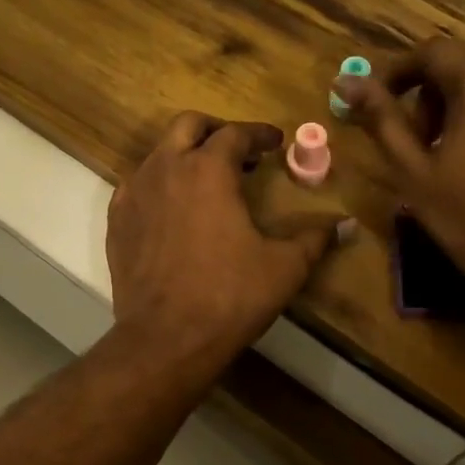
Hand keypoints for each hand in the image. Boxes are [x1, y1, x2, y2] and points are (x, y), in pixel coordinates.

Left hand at [107, 113, 349, 369]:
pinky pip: (138, 185)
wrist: (165, 339)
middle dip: (216, 130)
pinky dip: (160, 184)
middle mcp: (166, 169)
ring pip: (159, 153)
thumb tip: (348, 225)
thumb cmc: (230, 296)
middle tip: (239, 151)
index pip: (235, 134)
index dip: (259, 134)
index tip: (275, 142)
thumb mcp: (284, 267)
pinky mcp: (116, 221)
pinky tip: (174, 210)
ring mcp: (135, 193)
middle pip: (188, 125)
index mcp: (208, 170)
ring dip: (186, 156)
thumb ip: (315, 239)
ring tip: (208, 182)